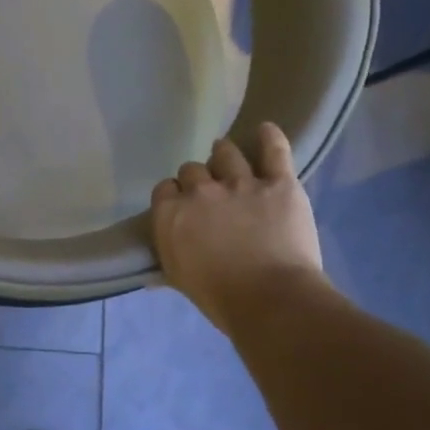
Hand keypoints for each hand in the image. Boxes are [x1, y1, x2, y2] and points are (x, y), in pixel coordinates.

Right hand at [150, 123, 328, 331]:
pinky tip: (265, 129)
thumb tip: (150, 276)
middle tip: (210, 193)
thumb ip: (167, 263)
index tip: (183, 207)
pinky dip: (270, 137)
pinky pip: (274, 150)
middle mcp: (200, 190)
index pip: (165, 188)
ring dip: (225, 155)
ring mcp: (241, 183)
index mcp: (171, 212)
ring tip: (230, 160)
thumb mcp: (179, 280)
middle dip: (199, 178)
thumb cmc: (219, 297)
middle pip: (192, 168)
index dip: (174, 195)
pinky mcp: (279, 183)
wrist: (271, 300)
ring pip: (226, 153)